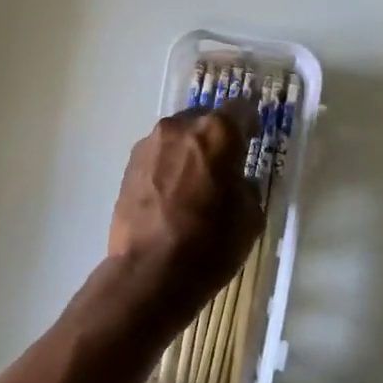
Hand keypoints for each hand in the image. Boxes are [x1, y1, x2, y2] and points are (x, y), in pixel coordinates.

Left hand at [107, 100, 264, 314]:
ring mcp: (149, 144)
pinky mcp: (129, 165)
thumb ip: (245, 184)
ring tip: (195, 183)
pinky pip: (158, 155)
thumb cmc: (210, 244)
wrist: (149, 273)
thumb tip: (234, 179)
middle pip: (205, 119)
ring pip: (178, 137)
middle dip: (216, 137)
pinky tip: (172, 195)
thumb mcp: (250, 216)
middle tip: (224, 165)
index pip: (241, 109)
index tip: (253, 140)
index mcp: (217, 132)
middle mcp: (180, 127)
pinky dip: (169, 166)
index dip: (250, 125)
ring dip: (189, 151)